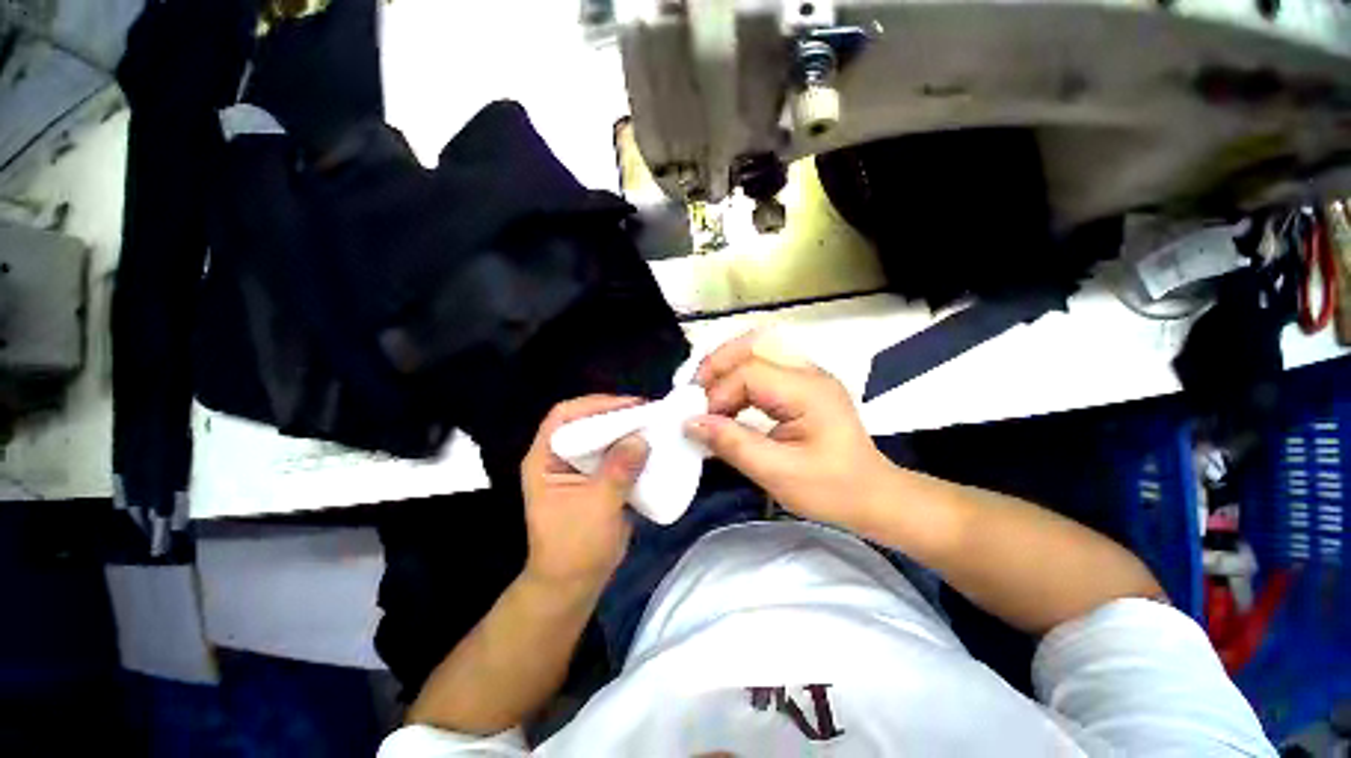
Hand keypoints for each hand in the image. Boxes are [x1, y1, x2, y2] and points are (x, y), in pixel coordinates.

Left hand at [520, 396, 649, 593]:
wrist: (575, 584)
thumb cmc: (575, 548)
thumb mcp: (596, 508)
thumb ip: (617, 472)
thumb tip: (641, 439)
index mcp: (545, 458)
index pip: (564, 416)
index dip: (595, 404)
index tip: (629, 405)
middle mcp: (560, 456)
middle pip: (587, 421)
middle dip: (617, 414)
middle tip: (649, 412)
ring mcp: (580, 466)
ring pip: (604, 435)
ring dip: (628, 429)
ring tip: (655, 424)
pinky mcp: (598, 477)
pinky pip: (616, 453)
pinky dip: (633, 447)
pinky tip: (653, 446)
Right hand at [685, 331, 891, 528]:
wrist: (874, 496)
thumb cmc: (832, 489)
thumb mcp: (778, 473)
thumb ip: (732, 444)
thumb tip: (690, 423)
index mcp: (808, 391)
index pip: (749, 373)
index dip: (718, 393)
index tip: (700, 422)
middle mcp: (808, 372)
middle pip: (752, 345)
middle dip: (716, 364)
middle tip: (694, 393)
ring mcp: (806, 376)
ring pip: (756, 350)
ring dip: (725, 368)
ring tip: (705, 396)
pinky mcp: (801, 386)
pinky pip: (762, 367)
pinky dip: (737, 379)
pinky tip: (727, 401)